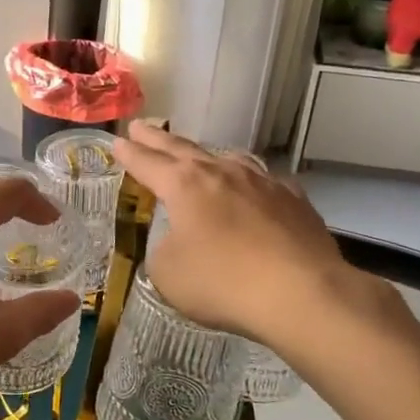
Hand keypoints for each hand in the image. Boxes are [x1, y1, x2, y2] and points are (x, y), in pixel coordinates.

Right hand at [111, 124, 411, 350]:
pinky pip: (263, 181)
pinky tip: (253, 188)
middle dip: (157, 139)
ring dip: (205, 155)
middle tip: (141, 126)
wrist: (302, 293)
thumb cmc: (222, 283)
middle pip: (182, 149)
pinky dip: (248, 181)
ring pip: (227, 158)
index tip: (117, 142)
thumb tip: (178, 242)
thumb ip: (163, 250)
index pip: (147, 163)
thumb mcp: (168, 274)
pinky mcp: (294, 199)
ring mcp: (262, 181)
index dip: (129, 154)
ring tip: (197, 154)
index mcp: (184, 185)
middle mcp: (222, 172)